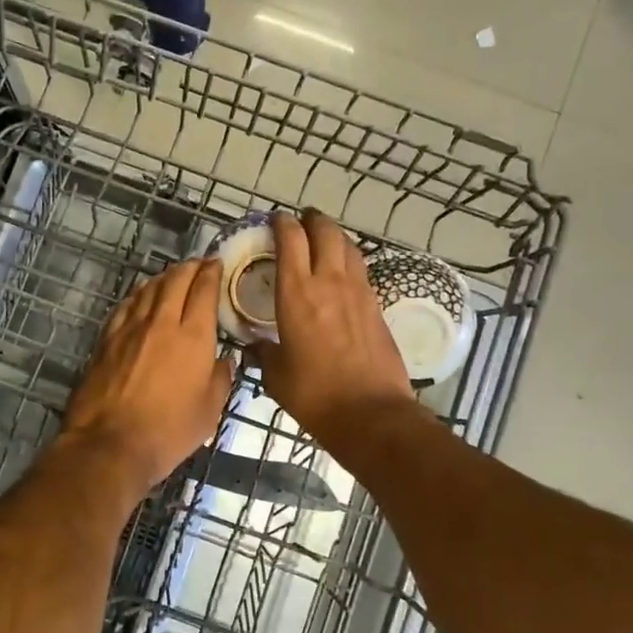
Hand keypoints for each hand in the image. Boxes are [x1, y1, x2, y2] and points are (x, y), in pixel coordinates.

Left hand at [61, 259, 234, 492]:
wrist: (110, 443)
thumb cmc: (169, 431)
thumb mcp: (210, 411)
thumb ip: (221, 379)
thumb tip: (223, 361)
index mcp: (193, 336)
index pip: (204, 290)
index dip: (211, 272)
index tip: (216, 264)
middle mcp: (161, 322)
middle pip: (175, 280)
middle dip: (189, 267)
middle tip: (198, 264)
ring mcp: (130, 328)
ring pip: (148, 289)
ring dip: (163, 277)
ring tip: (172, 276)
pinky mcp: (106, 339)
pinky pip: (125, 306)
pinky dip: (138, 295)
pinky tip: (141, 298)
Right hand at [253, 211, 413, 452]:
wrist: (370, 412)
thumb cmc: (314, 394)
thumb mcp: (277, 376)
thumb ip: (264, 354)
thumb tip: (255, 348)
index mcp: (296, 293)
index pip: (290, 240)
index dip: (281, 223)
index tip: (274, 220)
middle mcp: (328, 282)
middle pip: (325, 232)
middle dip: (312, 220)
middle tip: (301, 220)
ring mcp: (358, 292)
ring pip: (348, 246)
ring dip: (334, 236)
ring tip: (323, 238)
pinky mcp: (377, 306)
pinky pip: (361, 270)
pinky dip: (349, 261)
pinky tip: (342, 273)